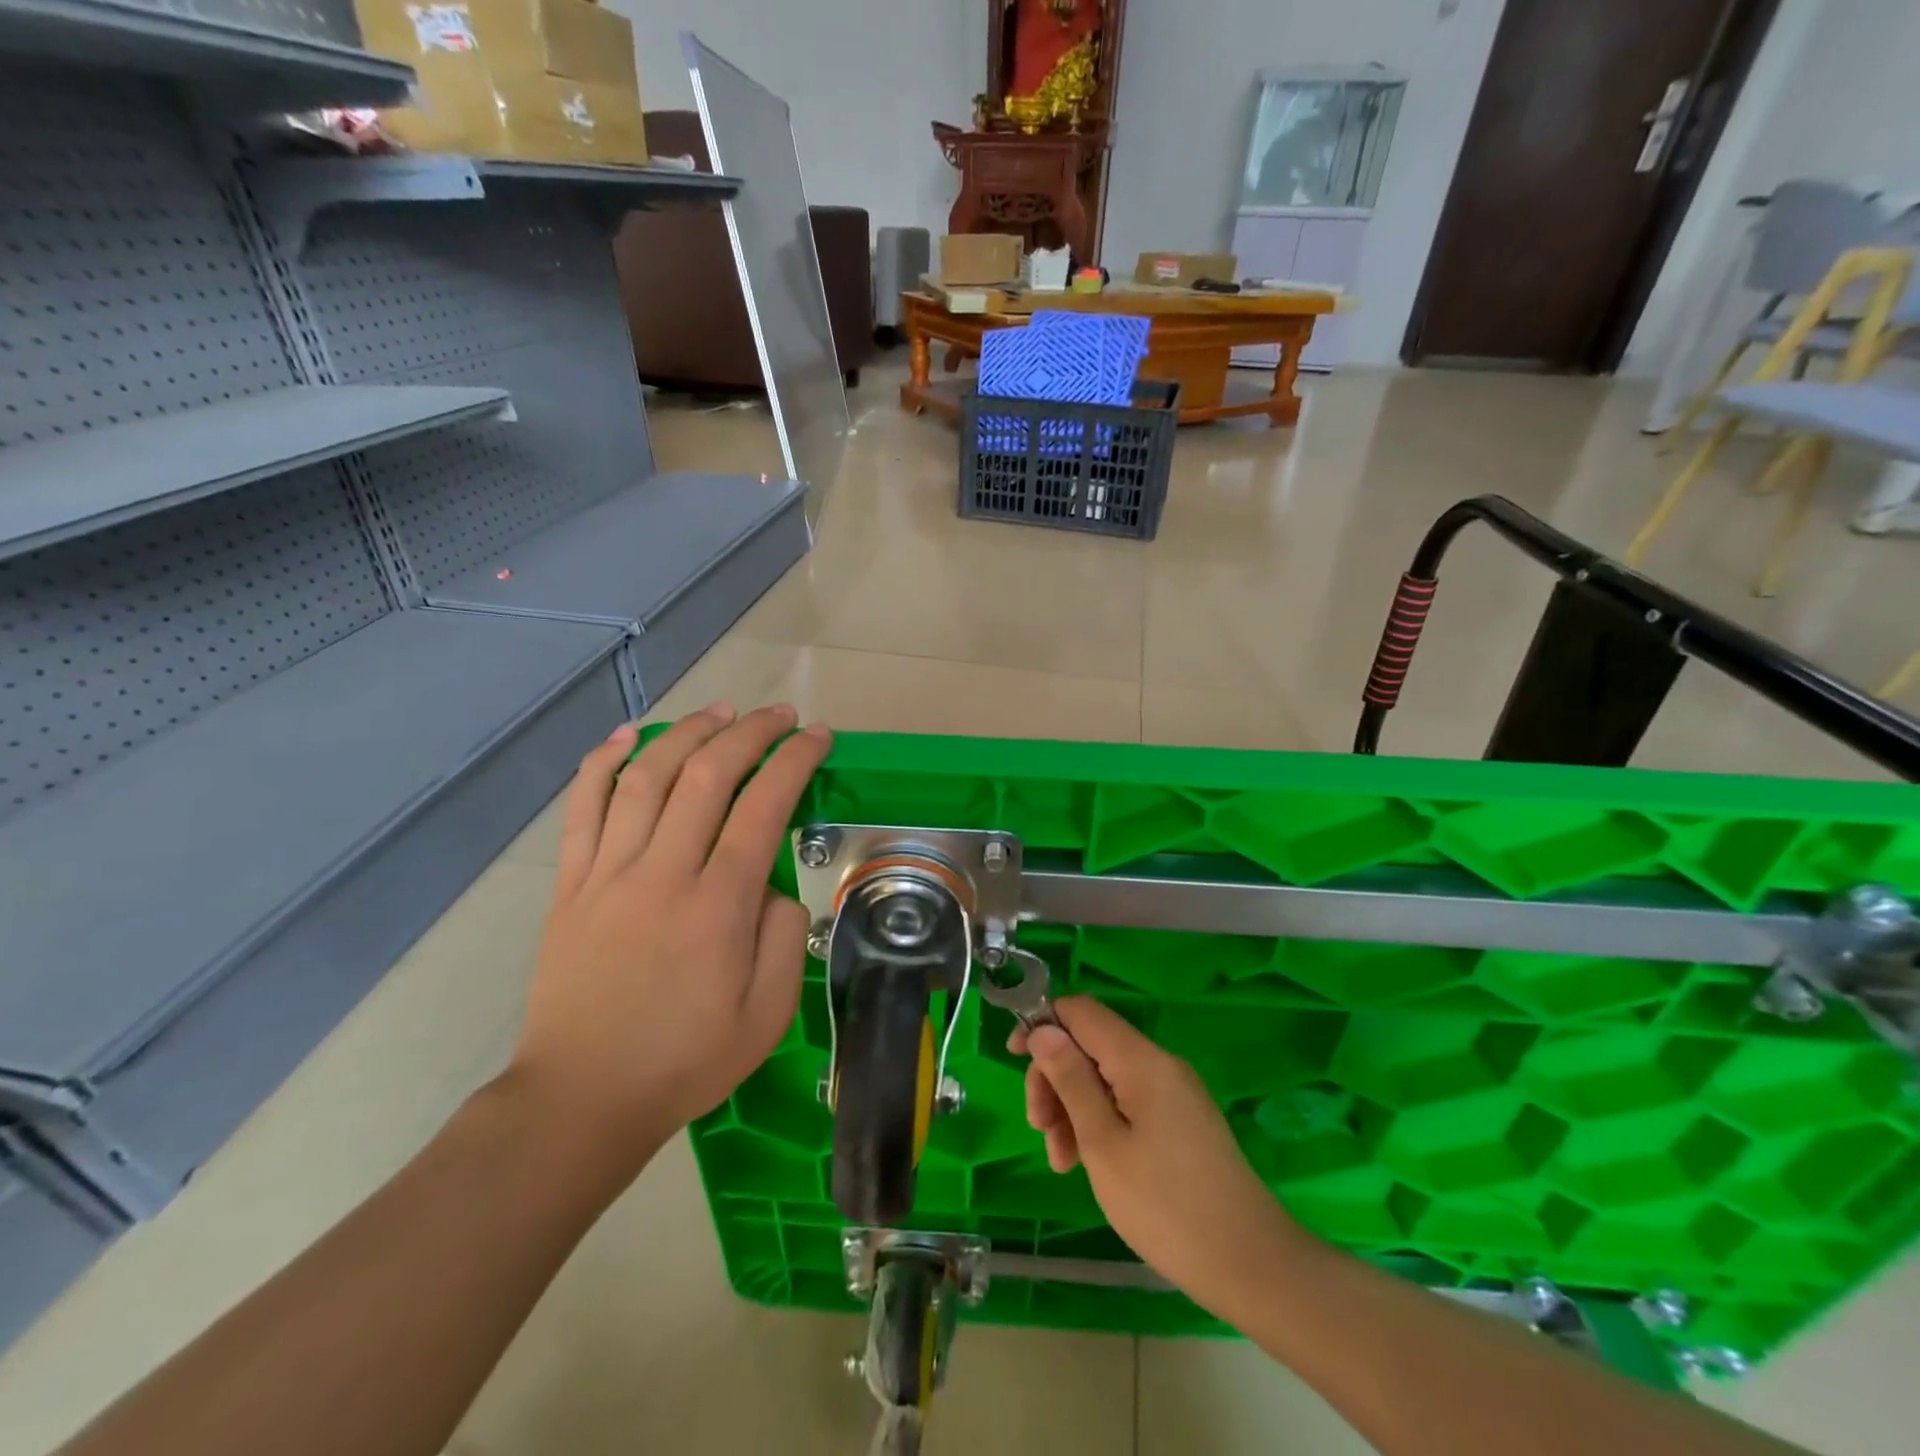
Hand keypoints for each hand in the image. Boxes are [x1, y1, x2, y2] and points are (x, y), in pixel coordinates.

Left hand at [506, 704, 831, 1180]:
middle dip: (750, 732)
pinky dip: (604, 762)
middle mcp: (663, 872)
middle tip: (778, 715)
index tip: (817, 737)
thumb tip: (772, 887)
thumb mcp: (768, 1014)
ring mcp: (608, 873)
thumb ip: (785, 938)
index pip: (764, 806)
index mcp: (718, 905)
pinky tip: (628, 735)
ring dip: (687, 732)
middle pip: (707, 774)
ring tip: (719, 711)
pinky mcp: (571, 884)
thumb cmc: (687, 1059)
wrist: (582, 1098)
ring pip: (647, 776)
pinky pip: (583, 807)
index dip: (795, 760)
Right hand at [1015, 998, 1303, 1322]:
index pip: (1081, 1011)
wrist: (1251, 1265)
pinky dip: (1099, 1123)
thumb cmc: (1165, 1206)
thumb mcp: (1103, 1143)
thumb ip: (1071, 1080)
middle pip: (1090, 1045)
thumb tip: (1044, 1030)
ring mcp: (1173, 1093)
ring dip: (1073, 1107)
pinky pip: (1127, 1102)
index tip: (1016, 1060)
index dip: (1043, 1024)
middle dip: (1055, 1078)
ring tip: (1062, 1161)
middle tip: (1039, 1128)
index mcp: (1142, 1060)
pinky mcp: (1180, 1120)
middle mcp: (1159, 1064)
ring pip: (1105, 1077)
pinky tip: (1087, 1163)